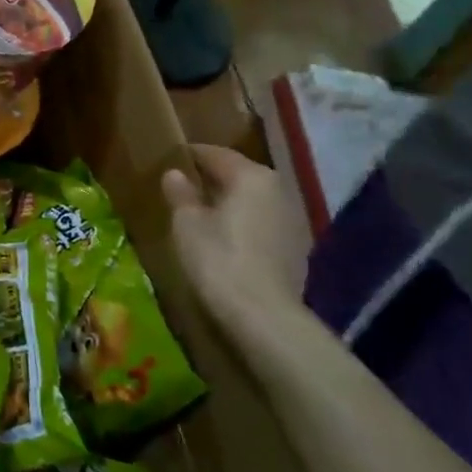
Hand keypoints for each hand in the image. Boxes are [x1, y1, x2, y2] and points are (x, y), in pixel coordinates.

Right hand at [162, 145, 311, 345]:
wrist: (265, 316)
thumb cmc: (219, 260)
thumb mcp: (187, 224)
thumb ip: (180, 194)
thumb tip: (174, 174)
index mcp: (251, 176)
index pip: (216, 154)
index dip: (192, 155)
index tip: (172, 158)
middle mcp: (278, 189)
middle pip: (240, 175)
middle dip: (214, 178)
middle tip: (186, 185)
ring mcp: (293, 219)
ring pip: (254, 200)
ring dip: (232, 203)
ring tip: (205, 213)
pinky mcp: (298, 248)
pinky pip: (264, 223)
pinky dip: (246, 224)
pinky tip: (228, 239)